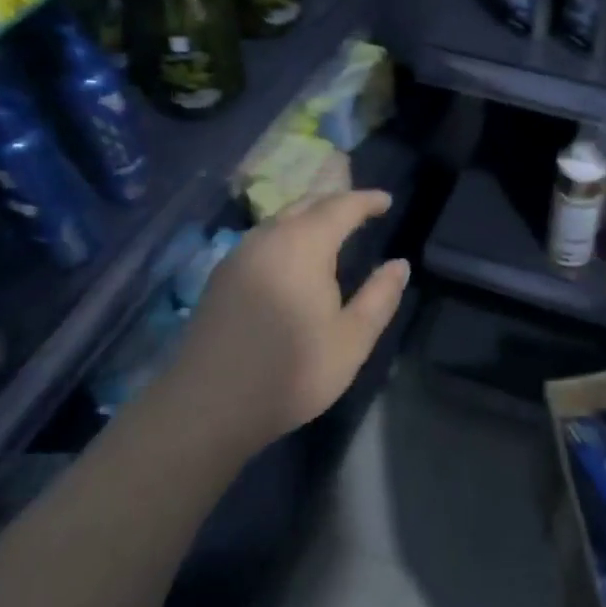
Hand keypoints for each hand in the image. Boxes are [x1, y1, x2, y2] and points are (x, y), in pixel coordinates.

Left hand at [168, 190, 410, 450]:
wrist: (206, 406)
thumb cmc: (290, 372)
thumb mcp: (351, 340)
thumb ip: (379, 297)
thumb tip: (399, 264)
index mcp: (304, 244)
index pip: (341, 207)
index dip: (367, 200)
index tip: (387, 200)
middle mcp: (269, 237)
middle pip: (307, 204)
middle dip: (337, 202)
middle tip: (362, 211)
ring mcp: (239, 255)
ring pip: (281, 219)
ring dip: (309, 216)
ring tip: (331, 230)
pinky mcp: (221, 276)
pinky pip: (263, 238)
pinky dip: (287, 234)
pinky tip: (293, 258)